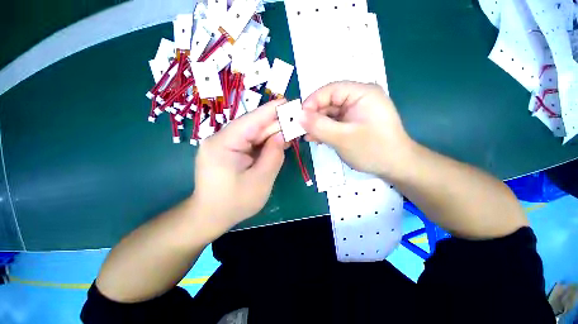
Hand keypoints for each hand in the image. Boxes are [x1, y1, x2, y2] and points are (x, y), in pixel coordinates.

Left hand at [192, 99, 286, 231]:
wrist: (210, 216)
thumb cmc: (234, 203)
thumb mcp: (261, 180)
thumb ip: (274, 155)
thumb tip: (283, 136)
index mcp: (223, 144)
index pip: (251, 120)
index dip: (271, 110)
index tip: (289, 102)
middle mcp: (220, 139)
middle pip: (253, 126)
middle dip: (276, 124)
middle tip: (296, 121)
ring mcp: (224, 144)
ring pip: (253, 134)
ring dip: (272, 134)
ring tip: (291, 132)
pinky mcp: (228, 151)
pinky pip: (250, 143)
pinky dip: (265, 143)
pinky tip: (278, 143)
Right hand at [301, 81, 412, 178]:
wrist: (395, 166)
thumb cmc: (373, 150)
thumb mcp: (342, 138)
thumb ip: (319, 126)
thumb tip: (297, 116)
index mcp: (362, 93)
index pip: (330, 90)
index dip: (312, 102)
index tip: (299, 118)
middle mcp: (359, 98)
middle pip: (329, 102)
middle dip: (313, 116)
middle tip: (301, 130)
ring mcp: (356, 111)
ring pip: (330, 114)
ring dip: (317, 125)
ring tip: (307, 136)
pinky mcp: (353, 122)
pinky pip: (335, 122)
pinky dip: (325, 130)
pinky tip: (316, 138)